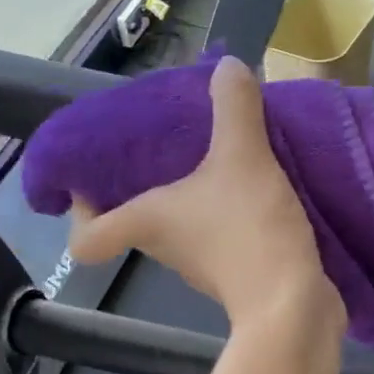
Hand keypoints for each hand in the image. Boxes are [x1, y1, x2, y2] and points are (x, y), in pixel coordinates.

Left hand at [68, 56, 343, 336]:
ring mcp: (201, 266)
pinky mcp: (238, 275)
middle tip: (165, 146)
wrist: (294, 306)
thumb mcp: (243, 157)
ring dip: (192, 198)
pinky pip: (221, 236)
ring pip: (181, 227)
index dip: (79, 214)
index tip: (88, 184)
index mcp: (147, 221)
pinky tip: (256, 188)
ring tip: (216, 157)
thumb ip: (235, 109)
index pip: (86, 239)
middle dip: (145, 185)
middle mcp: (165, 248)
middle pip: (135, 220)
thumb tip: (227, 67)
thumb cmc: (249, 232)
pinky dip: (228, 216)